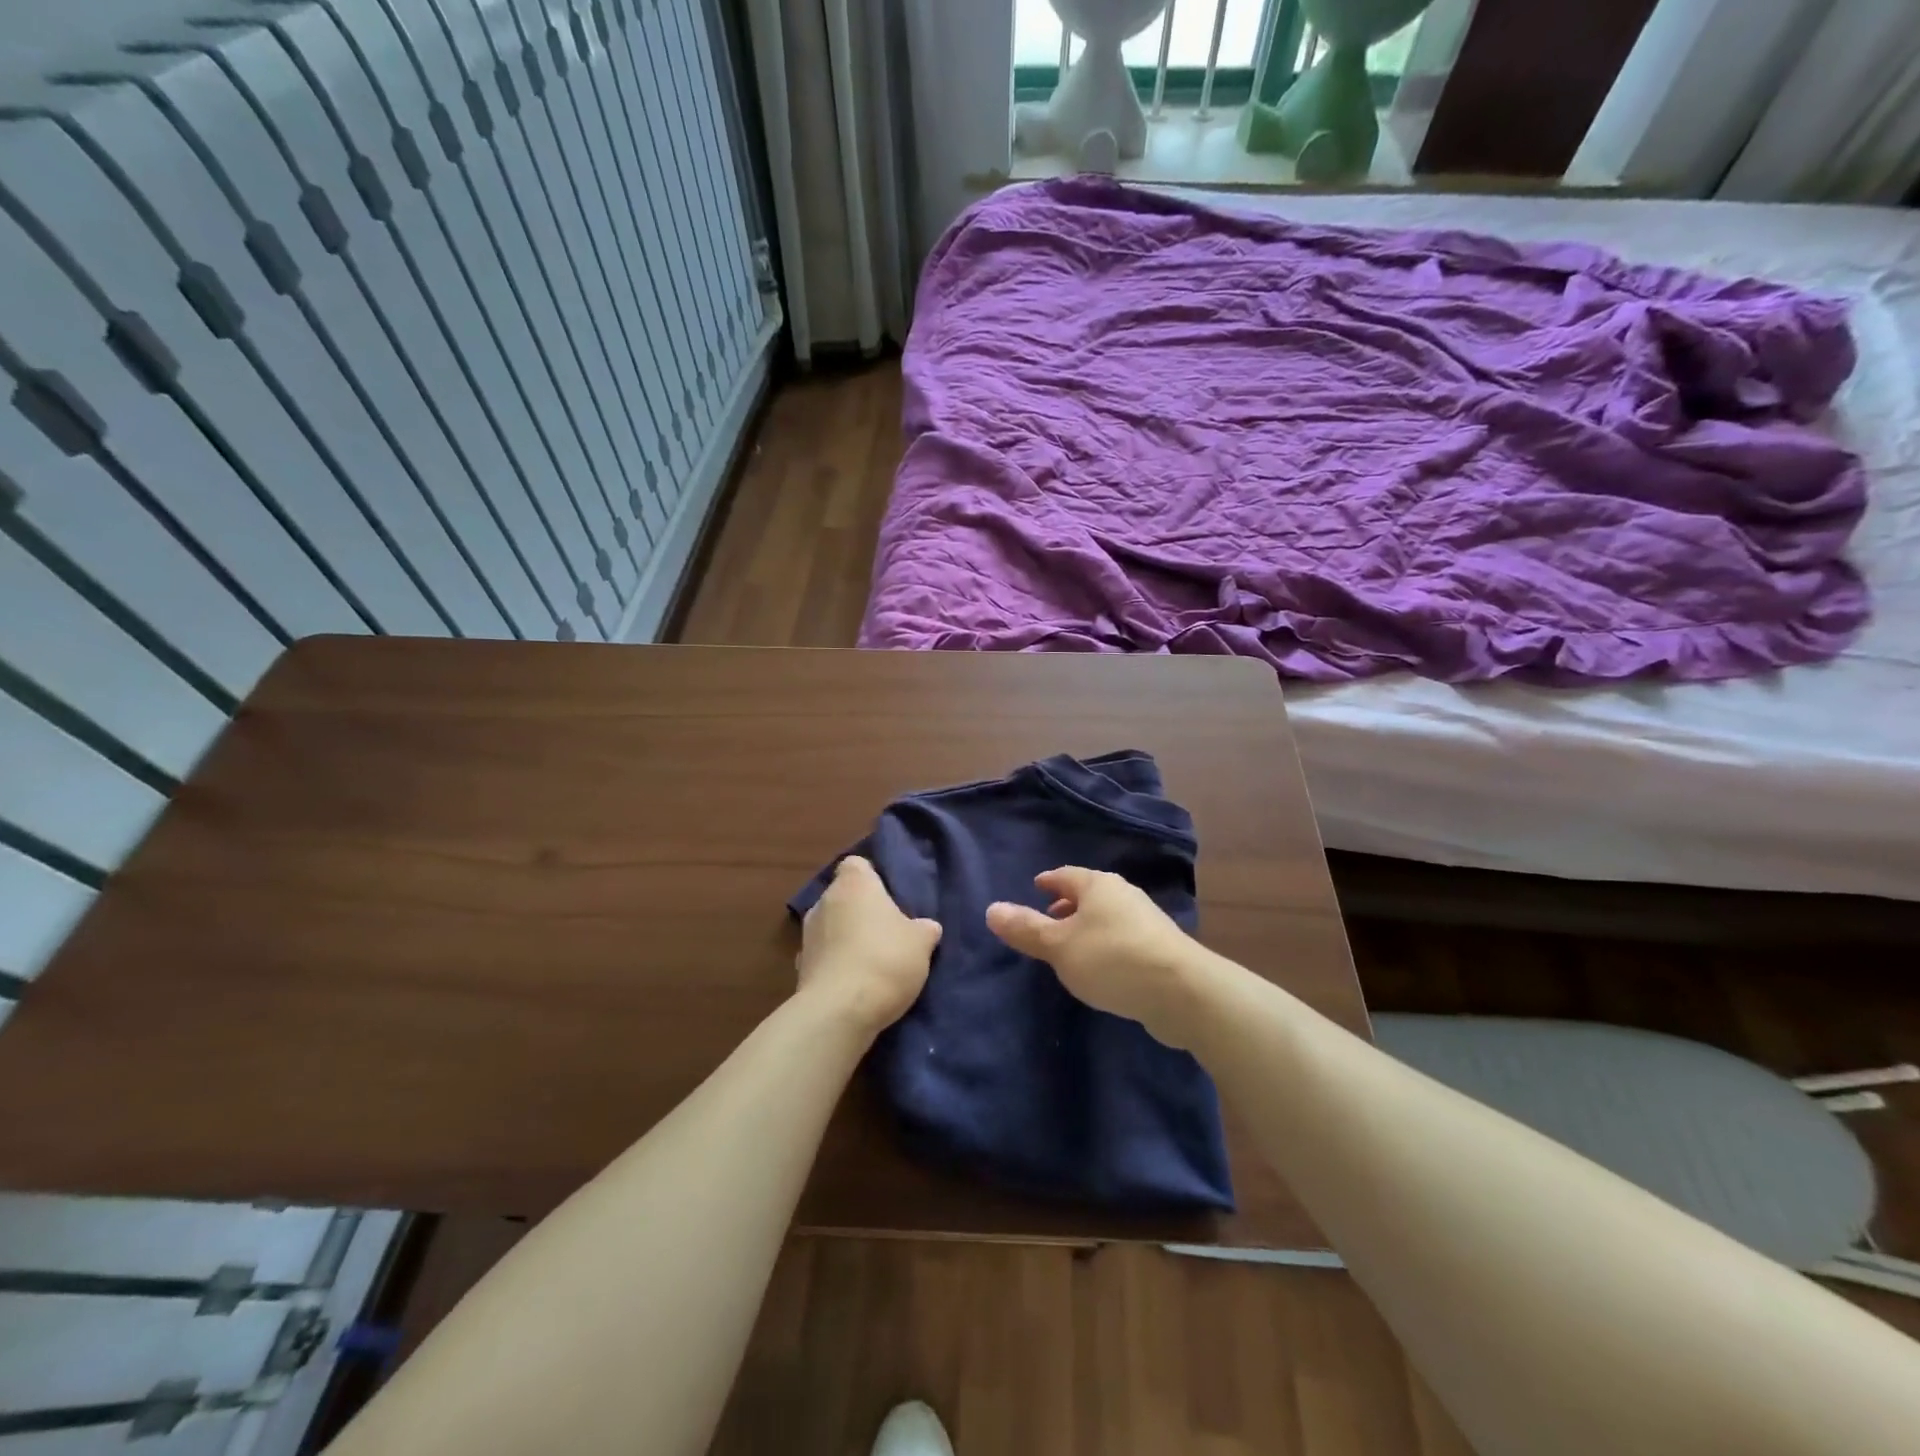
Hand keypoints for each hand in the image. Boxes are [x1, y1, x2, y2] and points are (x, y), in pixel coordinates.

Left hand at [797, 856, 941, 1036]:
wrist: (839, 1011)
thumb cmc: (885, 960)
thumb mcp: (921, 943)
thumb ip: (923, 929)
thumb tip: (926, 927)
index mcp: (854, 884)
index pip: (856, 865)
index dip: (872, 877)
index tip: (889, 896)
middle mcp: (824, 901)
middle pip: (843, 896)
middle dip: (860, 910)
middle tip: (887, 930)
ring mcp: (807, 934)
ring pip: (830, 926)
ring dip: (846, 937)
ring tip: (871, 961)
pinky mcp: (799, 967)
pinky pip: (823, 956)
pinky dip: (835, 964)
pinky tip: (854, 983)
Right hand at [986, 867, 1205, 1047]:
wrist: (1182, 992)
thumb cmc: (1112, 959)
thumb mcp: (1059, 946)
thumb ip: (1025, 929)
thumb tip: (991, 909)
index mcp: (1098, 885)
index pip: (1065, 875)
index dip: (1048, 881)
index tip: (1036, 887)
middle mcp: (1123, 894)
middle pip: (1088, 894)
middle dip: (1067, 905)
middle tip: (1047, 920)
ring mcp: (1146, 921)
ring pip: (1107, 917)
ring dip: (1087, 928)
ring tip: (1070, 948)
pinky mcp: (1161, 948)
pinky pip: (1122, 938)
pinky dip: (1105, 945)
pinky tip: (1101, 967)